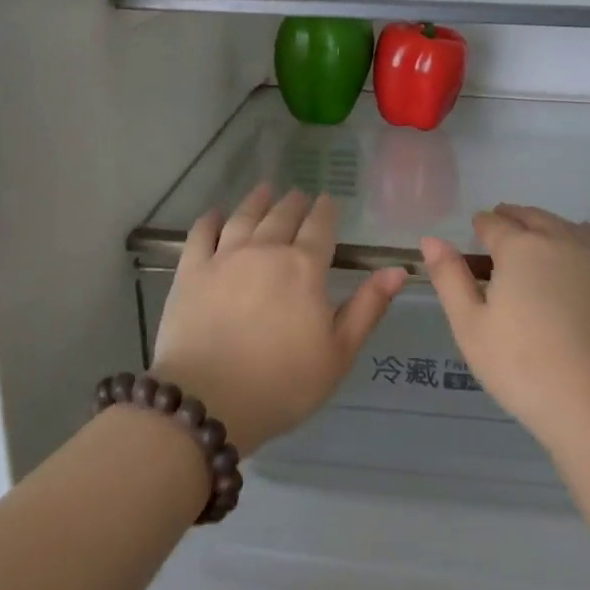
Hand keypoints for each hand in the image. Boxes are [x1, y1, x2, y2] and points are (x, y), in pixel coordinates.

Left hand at [151, 183, 407, 457]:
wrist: (208, 401)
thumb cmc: (283, 383)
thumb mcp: (338, 353)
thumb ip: (368, 307)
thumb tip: (398, 269)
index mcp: (304, 268)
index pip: (320, 227)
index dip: (326, 211)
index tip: (328, 200)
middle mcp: (265, 251)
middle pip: (282, 216)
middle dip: (294, 203)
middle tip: (299, 194)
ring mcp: (224, 257)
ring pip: (244, 217)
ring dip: (257, 200)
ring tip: (265, 189)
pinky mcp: (191, 271)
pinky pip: (201, 234)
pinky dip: (210, 219)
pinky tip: (216, 213)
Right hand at [420, 204, 589, 454]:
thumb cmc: (523, 369)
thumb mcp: (470, 326)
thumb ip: (449, 277)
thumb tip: (431, 239)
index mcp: (520, 248)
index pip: (494, 224)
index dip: (481, 225)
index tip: (475, 232)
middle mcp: (561, 241)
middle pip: (532, 217)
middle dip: (512, 219)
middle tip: (500, 227)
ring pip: (567, 226)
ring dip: (547, 225)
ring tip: (536, 237)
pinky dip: (586, 235)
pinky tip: (583, 244)